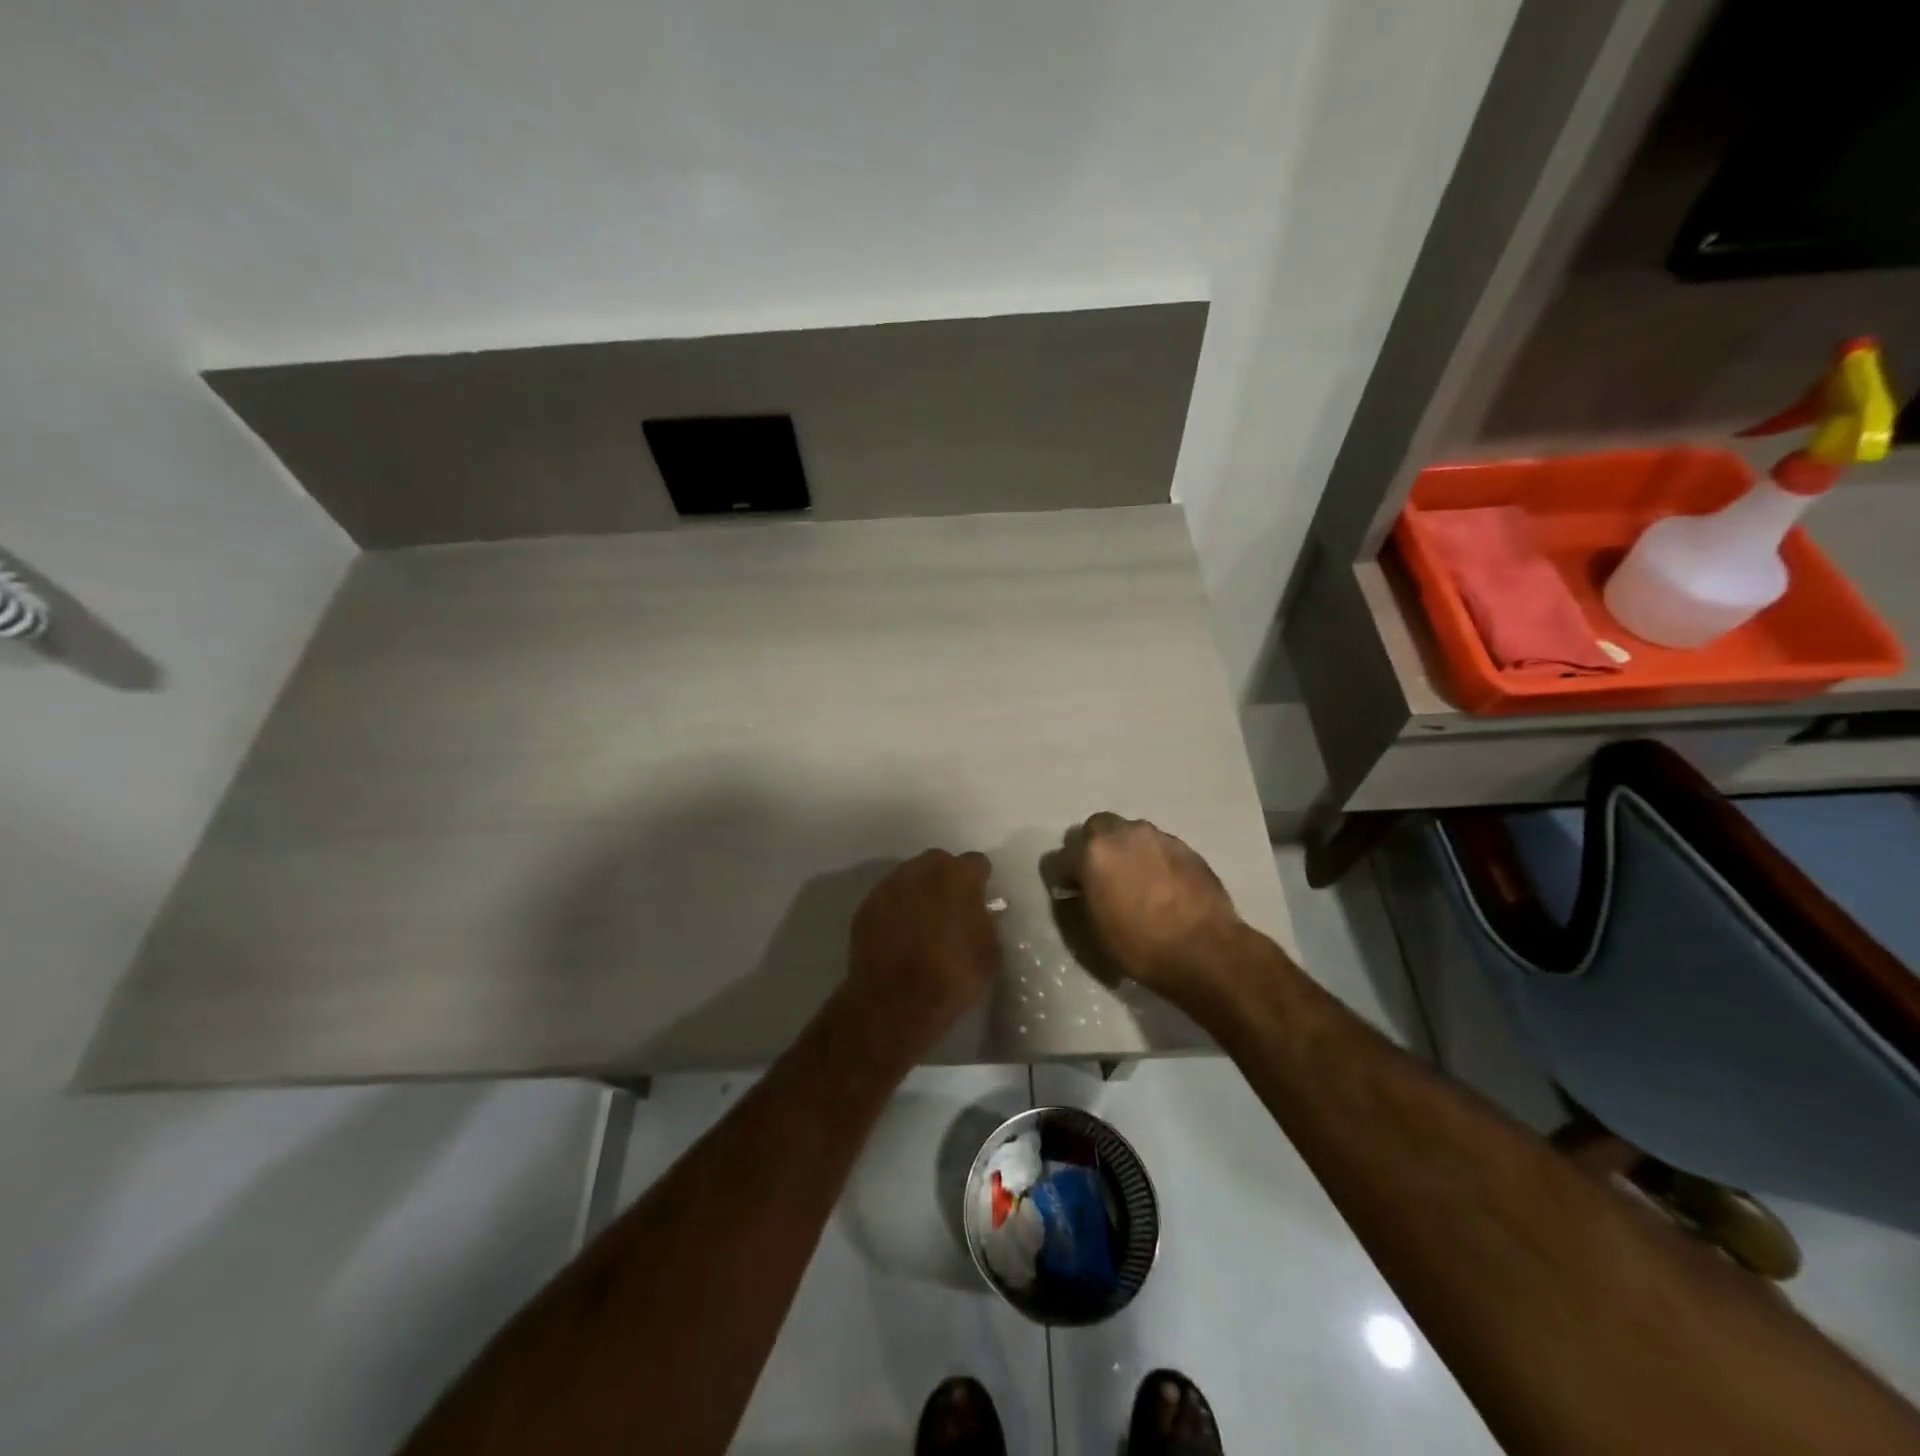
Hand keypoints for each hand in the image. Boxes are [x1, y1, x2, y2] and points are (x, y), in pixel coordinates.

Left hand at [843, 849, 1001, 1060]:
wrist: (895, 1003)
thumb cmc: (952, 977)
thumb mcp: (989, 954)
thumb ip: (987, 924)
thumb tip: (982, 914)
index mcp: (958, 876)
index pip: (976, 863)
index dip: (980, 881)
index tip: (981, 900)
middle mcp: (922, 870)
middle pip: (939, 862)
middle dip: (947, 879)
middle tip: (951, 908)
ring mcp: (889, 886)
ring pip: (910, 877)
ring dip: (919, 892)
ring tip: (922, 922)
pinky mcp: (866, 906)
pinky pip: (888, 899)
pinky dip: (895, 910)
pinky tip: (899, 935)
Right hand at [1055, 813, 1243, 1004]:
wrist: (1205, 950)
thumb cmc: (1141, 946)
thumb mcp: (1096, 929)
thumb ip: (1084, 897)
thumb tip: (1084, 887)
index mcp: (1092, 854)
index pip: (1059, 857)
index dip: (1062, 877)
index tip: (1070, 892)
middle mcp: (1122, 834)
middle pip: (1094, 828)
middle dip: (1091, 847)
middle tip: (1099, 875)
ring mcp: (1156, 836)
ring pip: (1128, 832)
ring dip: (1123, 849)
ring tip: (1133, 878)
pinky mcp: (1184, 846)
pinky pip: (1156, 845)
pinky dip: (1151, 857)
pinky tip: (1160, 883)